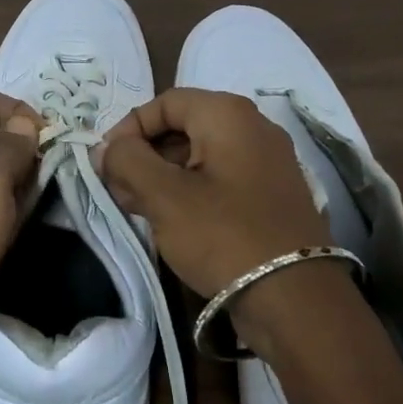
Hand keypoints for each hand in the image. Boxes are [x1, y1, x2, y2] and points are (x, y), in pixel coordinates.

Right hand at [98, 88, 329, 300]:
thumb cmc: (224, 235)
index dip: (129, 128)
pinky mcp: (273, 195)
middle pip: (184, 127)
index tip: (106, 163)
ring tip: (138, 209)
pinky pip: (222, 179)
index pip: (165, 103)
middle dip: (145, 155)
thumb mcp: (164, 196)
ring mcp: (268, 162)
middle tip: (118, 190)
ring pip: (201, 155)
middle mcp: (254, 127)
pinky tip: (171, 221)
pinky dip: (191, 191)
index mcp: (229, 115)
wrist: (296, 300)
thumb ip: (128, 161)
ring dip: (164, 176)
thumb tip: (107, 147)